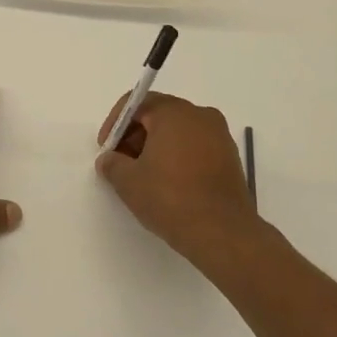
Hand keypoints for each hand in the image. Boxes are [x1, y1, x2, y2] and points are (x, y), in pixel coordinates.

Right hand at [96, 91, 264, 268]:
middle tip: (122, 163)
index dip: (115, 124)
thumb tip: (109, 159)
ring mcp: (219, 135)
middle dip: (135, 135)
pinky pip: (195, 146)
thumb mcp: (128, 181)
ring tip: (144, 176)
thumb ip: (112, 163)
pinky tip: (168, 184)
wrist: (223, 233)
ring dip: (156, 147)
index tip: (106, 149)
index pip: (136, 103)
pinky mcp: (230, 157)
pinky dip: (178, 157)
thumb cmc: (171, 198)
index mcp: (174, 112)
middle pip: (158, 115)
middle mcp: (200, 115)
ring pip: (178, 131)